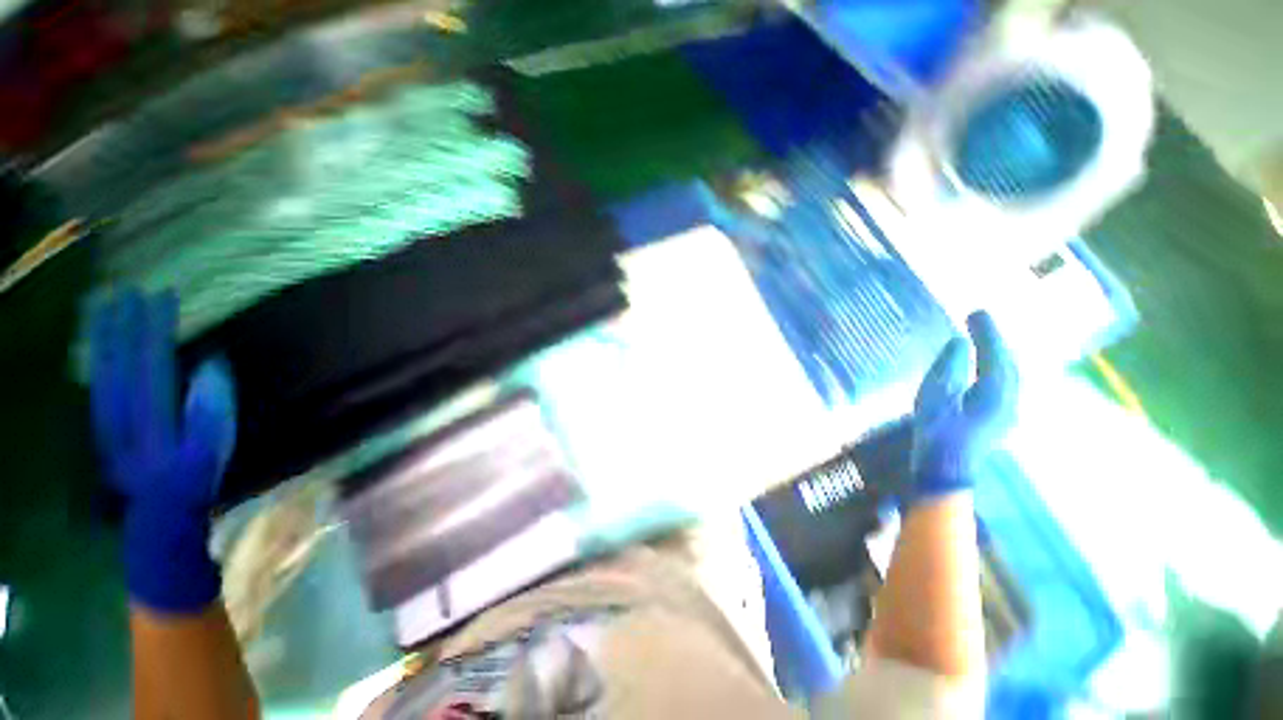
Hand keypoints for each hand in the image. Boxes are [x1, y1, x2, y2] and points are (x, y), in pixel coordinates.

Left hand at [87, 288, 235, 612]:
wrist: (159, 530)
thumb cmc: (192, 489)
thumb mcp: (210, 455)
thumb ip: (210, 412)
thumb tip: (209, 365)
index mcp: (147, 422)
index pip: (147, 364)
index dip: (151, 330)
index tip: (157, 296)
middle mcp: (119, 419)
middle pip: (116, 364)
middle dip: (119, 327)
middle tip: (124, 291)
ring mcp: (106, 427)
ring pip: (100, 374)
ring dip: (101, 341)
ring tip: (105, 311)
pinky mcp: (104, 436)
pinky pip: (97, 390)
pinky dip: (96, 365)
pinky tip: (98, 352)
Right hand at [910, 311, 1017, 501]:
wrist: (944, 472)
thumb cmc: (936, 434)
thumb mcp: (935, 397)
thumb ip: (949, 368)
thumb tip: (959, 343)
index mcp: (997, 394)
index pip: (996, 355)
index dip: (987, 332)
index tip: (976, 311)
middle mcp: (1010, 401)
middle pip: (1009, 363)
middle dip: (995, 340)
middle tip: (979, 319)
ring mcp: (1007, 412)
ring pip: (1009, 375)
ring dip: (997, 354)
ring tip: (983, 338)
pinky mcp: (998, 420)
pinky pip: (1003, 385)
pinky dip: (995, 368)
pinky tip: (986, 367)